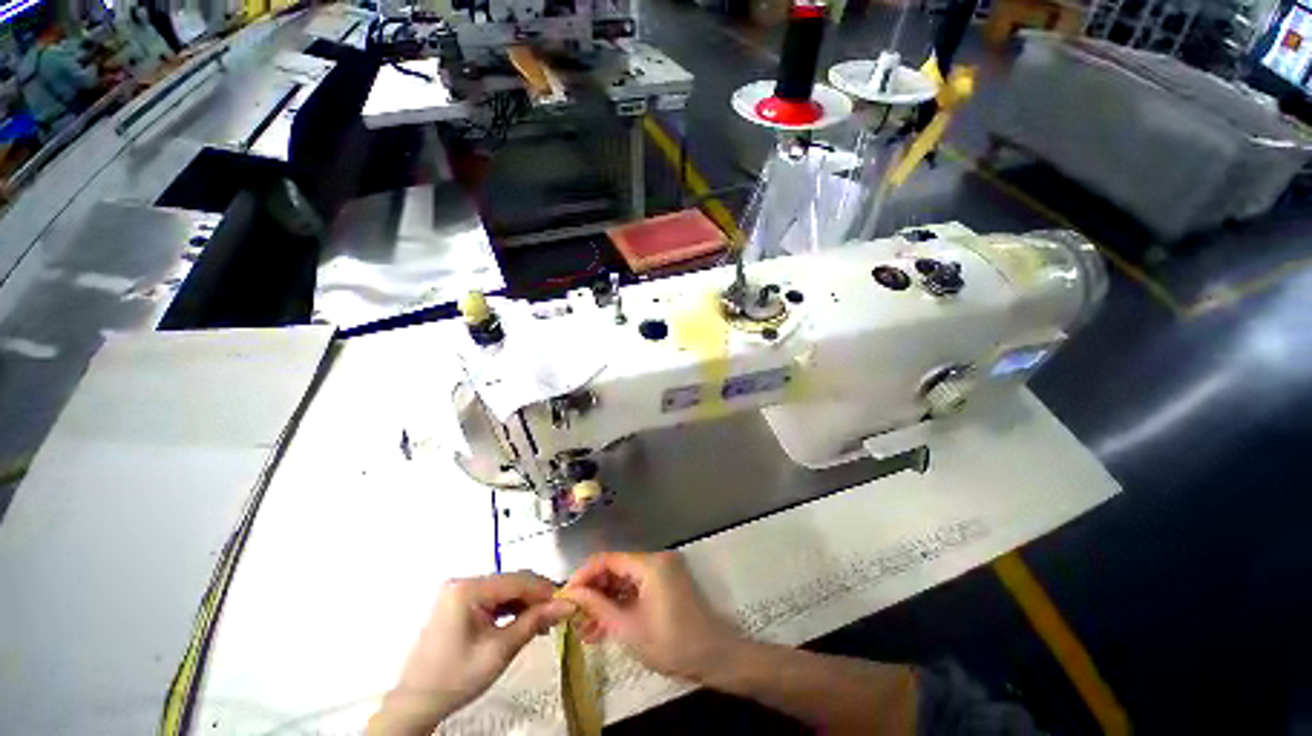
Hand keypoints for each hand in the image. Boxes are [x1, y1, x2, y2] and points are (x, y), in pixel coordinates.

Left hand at [369, 572, 573, 734]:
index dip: (545, 590)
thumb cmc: (456, 678)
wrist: (416, 703)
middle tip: (557, 615)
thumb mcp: (500, 651)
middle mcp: (463, 581)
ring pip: (505, 589)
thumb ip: (535, 622)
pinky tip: (523, 621)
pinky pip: (493, 598)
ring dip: (525, 602)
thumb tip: (568, 604)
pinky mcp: (459, 602)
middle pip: (512, 581)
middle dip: (536, 597)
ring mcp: (459, 591)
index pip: (518, 580)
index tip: (567, 603)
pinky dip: (510, 608)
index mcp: (468, 589)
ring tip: (543, 622)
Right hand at [560, 552, 740, 681]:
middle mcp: (656, 560)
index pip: (608, 559)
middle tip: (574, 619)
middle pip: (616, 569)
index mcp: (650, 563)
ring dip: (605, 603)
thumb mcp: (628, 628)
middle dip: (593, 593)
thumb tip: (571, 593)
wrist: (714, 657)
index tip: (565, 597)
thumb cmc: (671, 643)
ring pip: (624, 581)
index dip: (584, 576)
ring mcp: (662, 571)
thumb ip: (597, 607)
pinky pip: (636, 589)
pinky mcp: (666, 584)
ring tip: (585, 631)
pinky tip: (603, 627)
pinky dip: (620, 605)